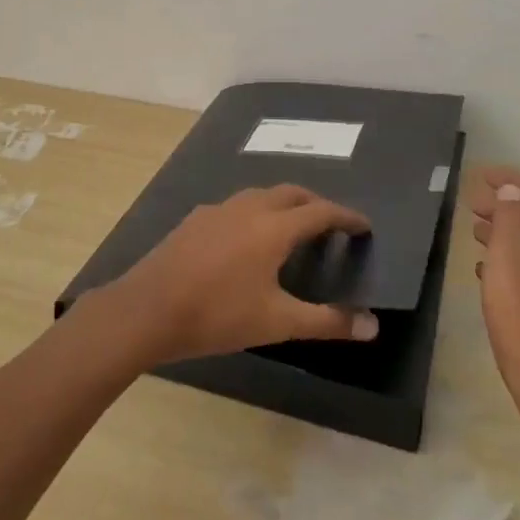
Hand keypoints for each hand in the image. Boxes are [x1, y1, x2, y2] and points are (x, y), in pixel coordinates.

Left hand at [99, 185, 379, 364]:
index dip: (345, 217)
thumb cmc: (218, 315)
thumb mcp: (278, 323)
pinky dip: (255, 212)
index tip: (363, 225)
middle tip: (330, 224)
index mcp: (274, 227)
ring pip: (260, 195)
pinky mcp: (195, 219)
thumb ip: (327, 322)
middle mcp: (248, 208)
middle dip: (315, 203)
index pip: (320, 212)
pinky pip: (236, 206)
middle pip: (291, 193)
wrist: (147, 310)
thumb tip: (372, 326)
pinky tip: (246, 239)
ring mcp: (217, 210)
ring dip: (283, 204)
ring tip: (292, 228)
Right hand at [467, 168, 519, 427]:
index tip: (480, 177)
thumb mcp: (509, 254)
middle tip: (472, 204)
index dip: (512, 179)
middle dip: (506, 204)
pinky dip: (505, 260)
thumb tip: (514, 191)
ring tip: (474, 231)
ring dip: (503, 231)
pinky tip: (483, 270)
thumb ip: (510, 216)